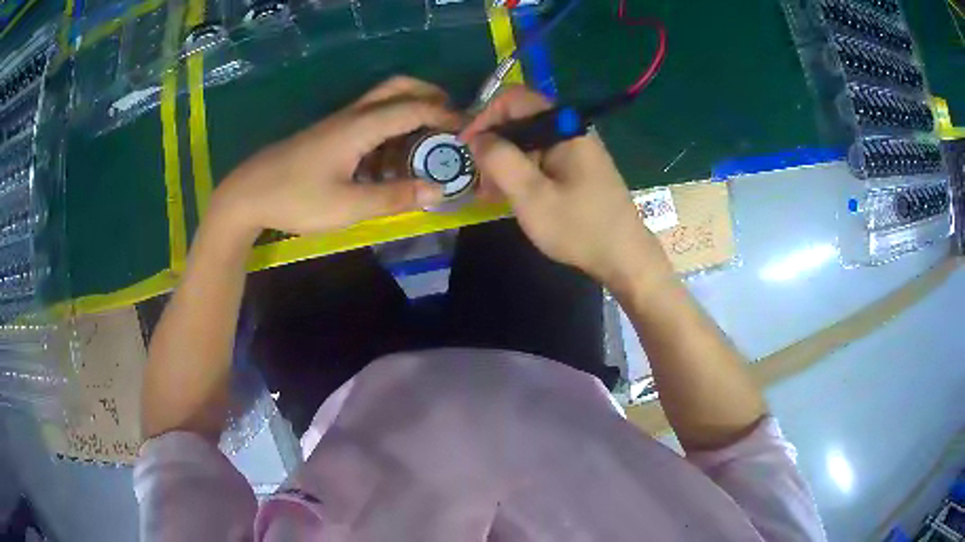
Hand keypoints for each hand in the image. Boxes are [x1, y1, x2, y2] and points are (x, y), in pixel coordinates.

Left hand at [212, 77, 459, 238]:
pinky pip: (367, 119)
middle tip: (449, 122)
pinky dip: (389, 128)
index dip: (446, 116)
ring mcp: (338, 123)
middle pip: (398, 88)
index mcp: (360, 126)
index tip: (469, 130)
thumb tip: (438, 190)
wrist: (246, 194)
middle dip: (430, 97)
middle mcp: (352, 115)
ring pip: (382, 101)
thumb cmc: (295, 199)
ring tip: (426, 144)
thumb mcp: (347, 206)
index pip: (414, 108)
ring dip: (410, 113)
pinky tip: (389, 159)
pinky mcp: (328, 134)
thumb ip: (394, 197)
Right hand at [461, 86, 670, 290]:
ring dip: (505, 162)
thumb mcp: (530, 195)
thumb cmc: (578, 227)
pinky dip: (521, 172)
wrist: (623, 257)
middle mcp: (571, 130)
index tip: (467, 146)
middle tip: (478, 177)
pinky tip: (510, 196)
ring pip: (528, 141)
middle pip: (520, 119)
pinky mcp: (577, 167)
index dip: (485, 116)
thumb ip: (500, 160)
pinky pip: (541, 158)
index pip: (515, 99)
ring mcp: (576, 149)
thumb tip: (477, 137)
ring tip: (490, 193)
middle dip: (494, 144)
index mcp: (564, 127)